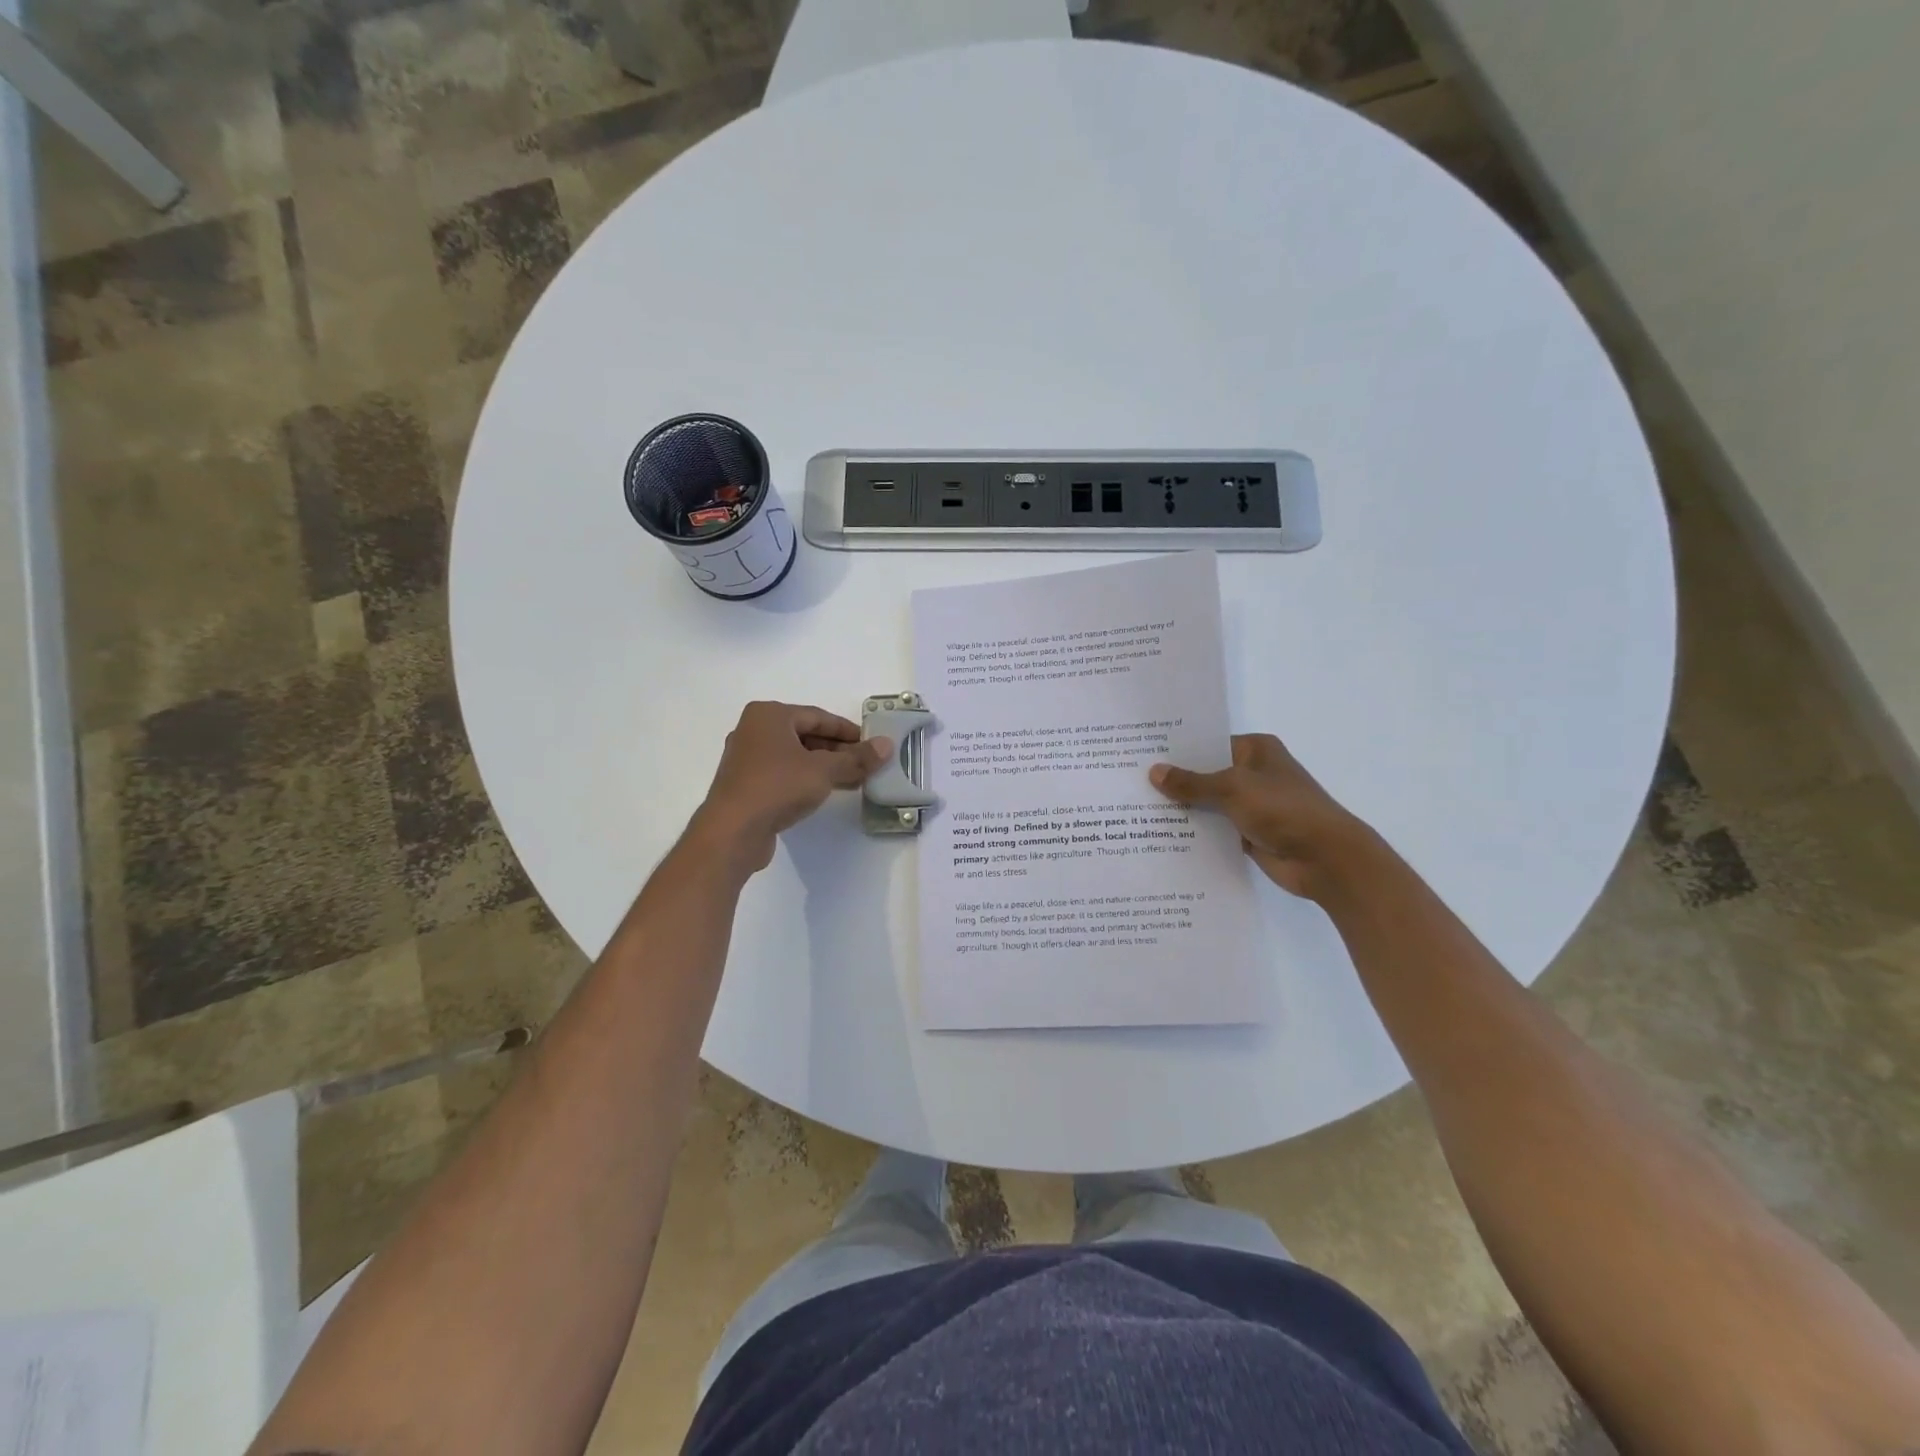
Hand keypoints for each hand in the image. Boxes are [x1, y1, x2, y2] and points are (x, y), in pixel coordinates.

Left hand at [691, 701, 891, 872]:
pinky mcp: (745, 785)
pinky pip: (783, 774)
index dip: (848, 731)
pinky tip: (825, 792)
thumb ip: (856, 758)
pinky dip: (805, 779)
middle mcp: (754, 730)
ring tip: (853, 781)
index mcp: (769, 715)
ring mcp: (747, 759)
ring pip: (795, 756)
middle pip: (806, 735)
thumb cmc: (778, 787)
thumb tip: (886, 745)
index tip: (871, 744)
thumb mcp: (824, 770)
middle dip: (838, 750)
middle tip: (865, 765)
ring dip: (824, 767)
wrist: (732, 831)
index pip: (818, 717)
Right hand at [1149, 734, 1376, 901]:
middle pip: (1205, 774)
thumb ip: (1192, 783)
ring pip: (1208, 803)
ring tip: (1136, 810)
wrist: (1326, 858)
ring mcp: (1251, 805)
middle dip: (1174, 781)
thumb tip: (1154, 772)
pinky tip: (1161, 835)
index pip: (1208, 743)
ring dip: (1182, 809)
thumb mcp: (1233, 788)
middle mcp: (1253, 773)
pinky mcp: (1248, 833)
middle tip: (1130, 782)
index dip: (1177, 750)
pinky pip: (1214, 829)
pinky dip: (1195, 832)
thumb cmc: (1283, 809)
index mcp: (1256, 750)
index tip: (1141, 754)